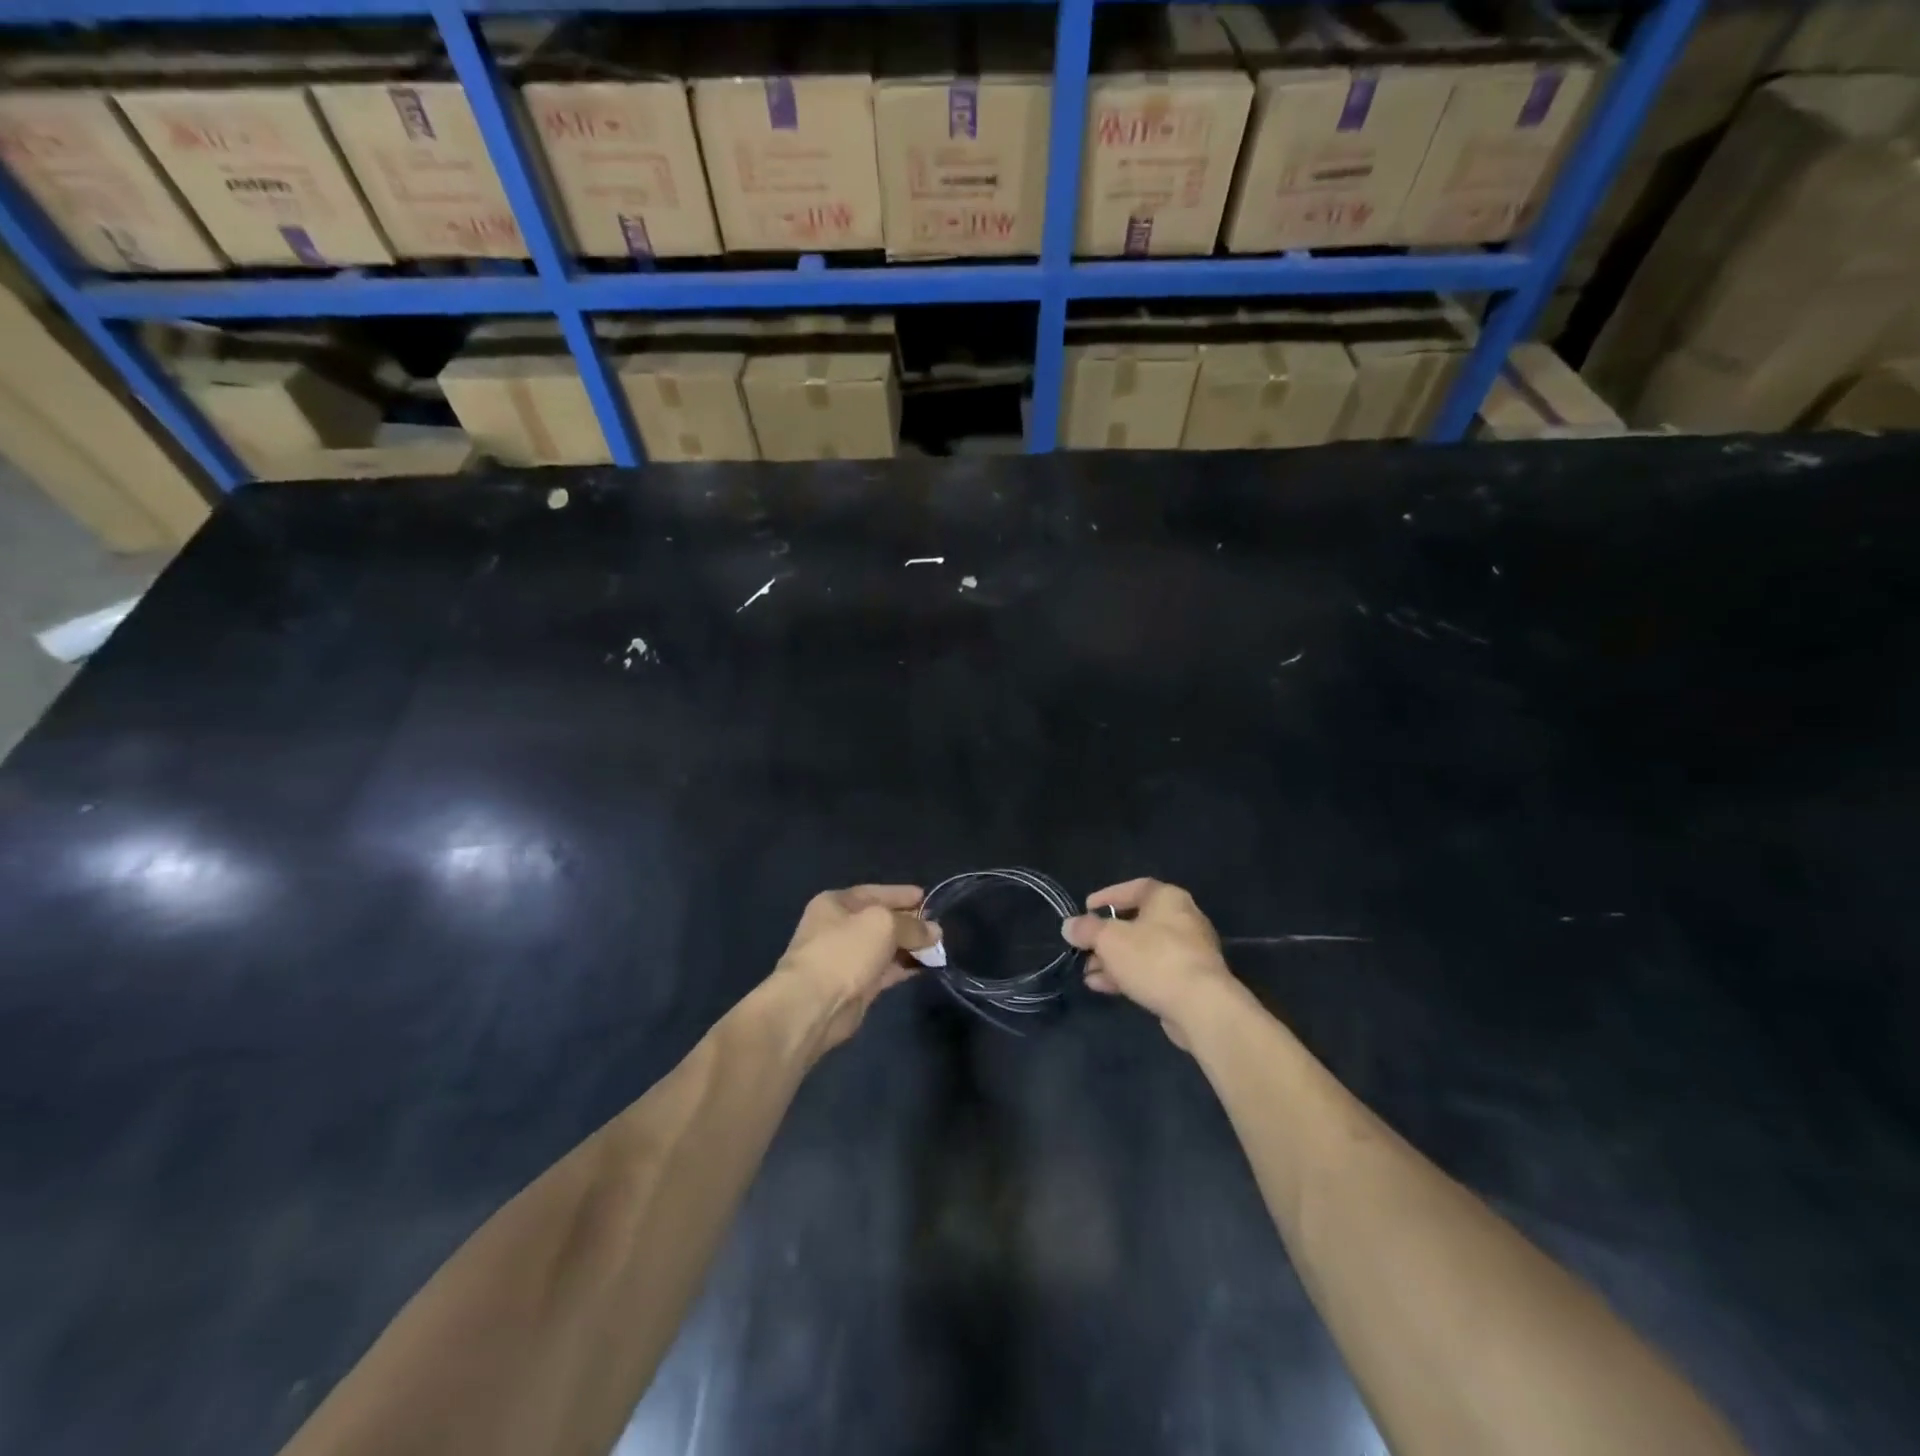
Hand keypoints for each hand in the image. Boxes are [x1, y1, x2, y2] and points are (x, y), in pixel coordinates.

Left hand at [771, 885, 940, 1051]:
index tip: (926, 897)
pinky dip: (904, 966)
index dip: (901, 894)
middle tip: (937, 926)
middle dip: (909, 922)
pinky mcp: (855, 986)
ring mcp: (846, 959)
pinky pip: (886, 970)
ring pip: (884, 947)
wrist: (813, 1005)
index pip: (874, 892)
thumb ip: (912, 925)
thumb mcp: (883, 924)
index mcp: (835, 903)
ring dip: (910, 946)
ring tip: (938, 947)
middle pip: (880, 920)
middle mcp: (838, 928)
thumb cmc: (844, 951)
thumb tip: (934, 931)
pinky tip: (927, 966)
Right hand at [1061, 879, 1239, 1048]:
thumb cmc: (1154, 959)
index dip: (1107, 896)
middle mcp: (1182, 919)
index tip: (1085, 908)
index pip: (1134, 888)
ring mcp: (1188, 952)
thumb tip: (1069, 926)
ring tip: (1087, 973)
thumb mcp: (1109, 939)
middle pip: (1136, 922)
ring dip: (1112, 961)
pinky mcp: (1189, 981)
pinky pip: (1152, 971)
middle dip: (1105, 938)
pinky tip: (1103, 987)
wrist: (1201, 1007)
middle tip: (1083, 948)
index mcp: (1167, 898)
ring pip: (1142, 950)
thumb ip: (1086, 930)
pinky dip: (1128, 976)